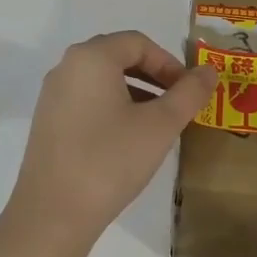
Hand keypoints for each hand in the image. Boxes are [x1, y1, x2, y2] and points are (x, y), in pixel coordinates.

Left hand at [9, 31, 216, 247]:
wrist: (53, 214)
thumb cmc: (111, 161)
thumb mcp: (160, 126)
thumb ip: (189, 93)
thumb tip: (209, 70)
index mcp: (91, 58)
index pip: (138, 42)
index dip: (170, 62)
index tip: (189, 91)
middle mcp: (66, 68)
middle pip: (118, 57)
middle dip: (154, 76)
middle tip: (178, 105)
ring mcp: (52, 96)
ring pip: (102, 82)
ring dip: (136, 94)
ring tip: (158, 125)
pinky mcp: (47, 123)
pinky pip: (87, 102)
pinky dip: (113, 109)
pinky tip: (128, 141)